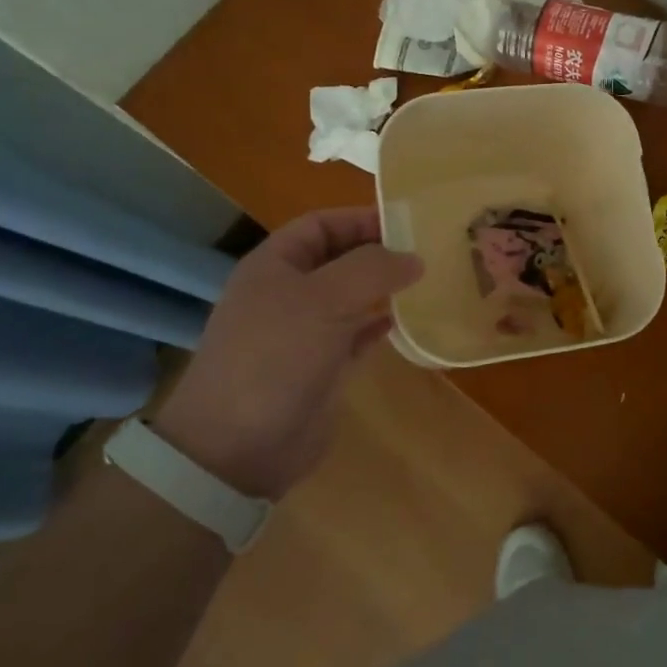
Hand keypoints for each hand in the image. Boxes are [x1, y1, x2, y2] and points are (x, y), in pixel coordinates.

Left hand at [153, 207, 422, 499]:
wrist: (238, 447)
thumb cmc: (276, 356)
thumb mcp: (325, 299)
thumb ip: (373, 269)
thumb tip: (415, 258)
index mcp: (274, 266)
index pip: (321, 224)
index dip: (360, 218)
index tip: (407, 223)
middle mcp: (288, 293)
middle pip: (339, 259)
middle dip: (378, 252)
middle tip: (427, 251)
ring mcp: (303, 332)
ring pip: (350, 297)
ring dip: (384, 288)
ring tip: (426, 282)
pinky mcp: (320, 367)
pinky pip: (356, 335)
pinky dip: (380, 326)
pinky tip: (407, 323)